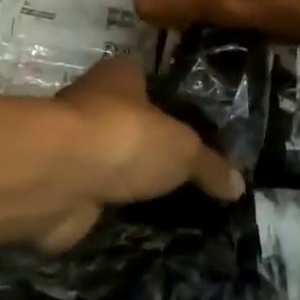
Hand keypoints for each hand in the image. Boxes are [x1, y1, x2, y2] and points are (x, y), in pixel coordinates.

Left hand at [35, 56, 242, 251]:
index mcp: (121, 75)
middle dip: (152, 146)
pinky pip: (98, 196)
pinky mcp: (64, 185)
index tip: (197, 130)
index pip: (150, 80)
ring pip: (112, 161)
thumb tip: (239, 185)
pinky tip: (139, 224)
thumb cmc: (125, 137)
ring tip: (171, 204)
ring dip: (130, 180)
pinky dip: (112, 209)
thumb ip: (210, 165)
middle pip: (130, 123)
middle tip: (189, 175)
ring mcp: (75, 145)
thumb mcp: (183, 148)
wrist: (60, 175)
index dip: (171, 102)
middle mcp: (94, 102)